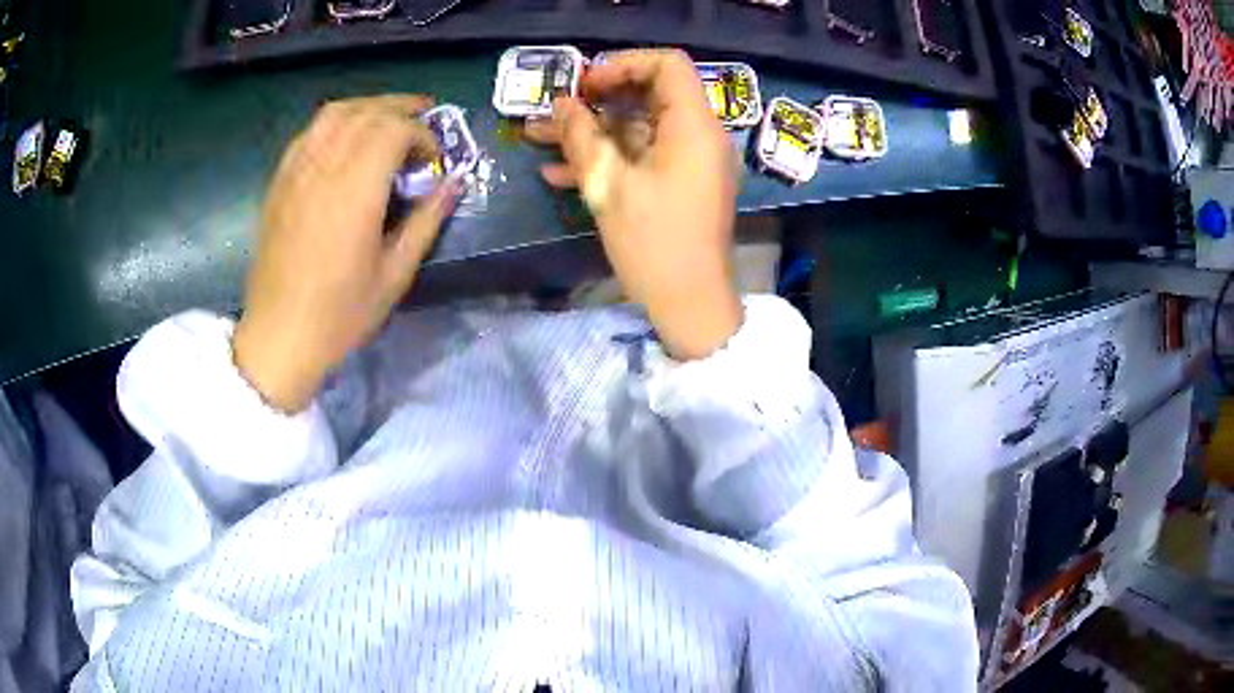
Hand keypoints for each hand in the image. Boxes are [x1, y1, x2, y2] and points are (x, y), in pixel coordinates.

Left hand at [233, 95, 457, 412]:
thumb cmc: (340, 314)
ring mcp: (296, 173)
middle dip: (401, 108)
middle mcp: (324, 169)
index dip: (422, 134)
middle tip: (424, 121)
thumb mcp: (395, 275)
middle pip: (366, 112)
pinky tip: (346, 139)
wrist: (279, 336)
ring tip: (387, 121)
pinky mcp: (280, 182)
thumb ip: (427, 221)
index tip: (434, 160)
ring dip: (367, 107)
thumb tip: (455, 183)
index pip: (393, 130)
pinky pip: (309, 133)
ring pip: (334, 114)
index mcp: (355, 191)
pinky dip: (335, 123)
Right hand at [526, 50, 742, 360]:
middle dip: (594, 101)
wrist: (690, 305)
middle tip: (553, 111)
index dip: (623, 65)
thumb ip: (582, 136)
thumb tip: (563, 104)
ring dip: (590, 133)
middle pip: (648, 95)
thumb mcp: (609, 185)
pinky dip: (607, 159)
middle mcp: (699, 136)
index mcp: (693, 126)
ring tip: (538, 139)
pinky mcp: (679, 185)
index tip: (585, 86)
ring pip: (637, 129)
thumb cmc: (654, 243)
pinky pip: (643, 157)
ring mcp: (690, 162)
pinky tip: (558, 173)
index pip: (668, 65)